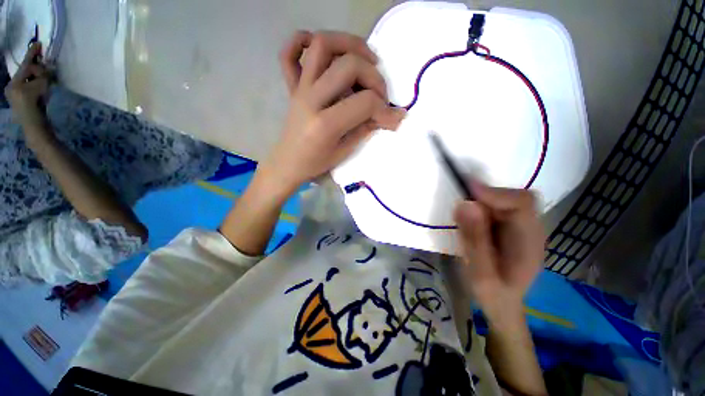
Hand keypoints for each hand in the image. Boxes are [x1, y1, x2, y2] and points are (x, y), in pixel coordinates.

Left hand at [5, 43, 50, 127]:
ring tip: (44, 80)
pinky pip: (27, 88)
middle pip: (26, 73)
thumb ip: (42, 76)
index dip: (32, 54)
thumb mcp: (40, 87)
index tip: (38, 43)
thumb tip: (45, 70)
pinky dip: (34, 86)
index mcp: (15, 82)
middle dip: (35, 69)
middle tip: (44, 67)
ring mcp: (15, 95)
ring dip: (36, 78)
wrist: (34, 127)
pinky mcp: (20, 102)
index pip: (26, 65)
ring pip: (27, 81)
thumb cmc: (36, 105)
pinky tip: (40, 88)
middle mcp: (12, 86)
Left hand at [261, 30, 404, 196]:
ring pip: (322, 45)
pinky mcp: (293, 86)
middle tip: (380, 94)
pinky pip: (289, 53)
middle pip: (349, 66)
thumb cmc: (316, 162)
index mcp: (325, 124)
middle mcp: (311, 99)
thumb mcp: (344, 152)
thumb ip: (365, 129)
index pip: (365, 102)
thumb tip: (387, 115)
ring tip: (367, 59)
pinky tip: (325, 53)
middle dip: (374, 77)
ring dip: (350, 44)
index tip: (393, 119)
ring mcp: (300, 89)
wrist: (288, 163)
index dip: (385, 110)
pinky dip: (304, 41)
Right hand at [453, 182, 544, 326]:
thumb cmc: (492, 294)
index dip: (494, 193)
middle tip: (461, 209)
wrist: (503, 305)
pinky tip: (473, 224)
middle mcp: (532, 231)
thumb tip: (465, 204)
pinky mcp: (514, 229)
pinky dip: (483, 210)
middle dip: (485, 198)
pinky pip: (500, 210)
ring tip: (465, 220)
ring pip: (506, 202)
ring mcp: (524, 229)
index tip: (465, 192)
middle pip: (514, 199)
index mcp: (529, 242)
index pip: (521, 203)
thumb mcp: (479, 272)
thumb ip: (474, 239)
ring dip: (482, 204)